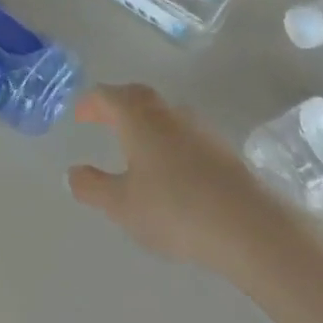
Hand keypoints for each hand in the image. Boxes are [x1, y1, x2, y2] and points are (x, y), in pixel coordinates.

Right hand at [67, 84, 284, 276]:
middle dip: (117, 105)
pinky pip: (184, 133)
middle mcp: (166, 112)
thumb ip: (92, 187)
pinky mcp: (222, 149)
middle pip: (136, 96)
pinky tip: (170, 167)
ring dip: (145, 121)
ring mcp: (198, 127)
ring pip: (163, 113)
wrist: (250, 226)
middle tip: (104, 120)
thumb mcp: (122, 205)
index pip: (106, 96)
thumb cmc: (175, 209)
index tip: (79, 116)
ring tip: (135, 145)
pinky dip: (168, 140)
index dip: (90, 104)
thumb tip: (72, 173)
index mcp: (137, 117)